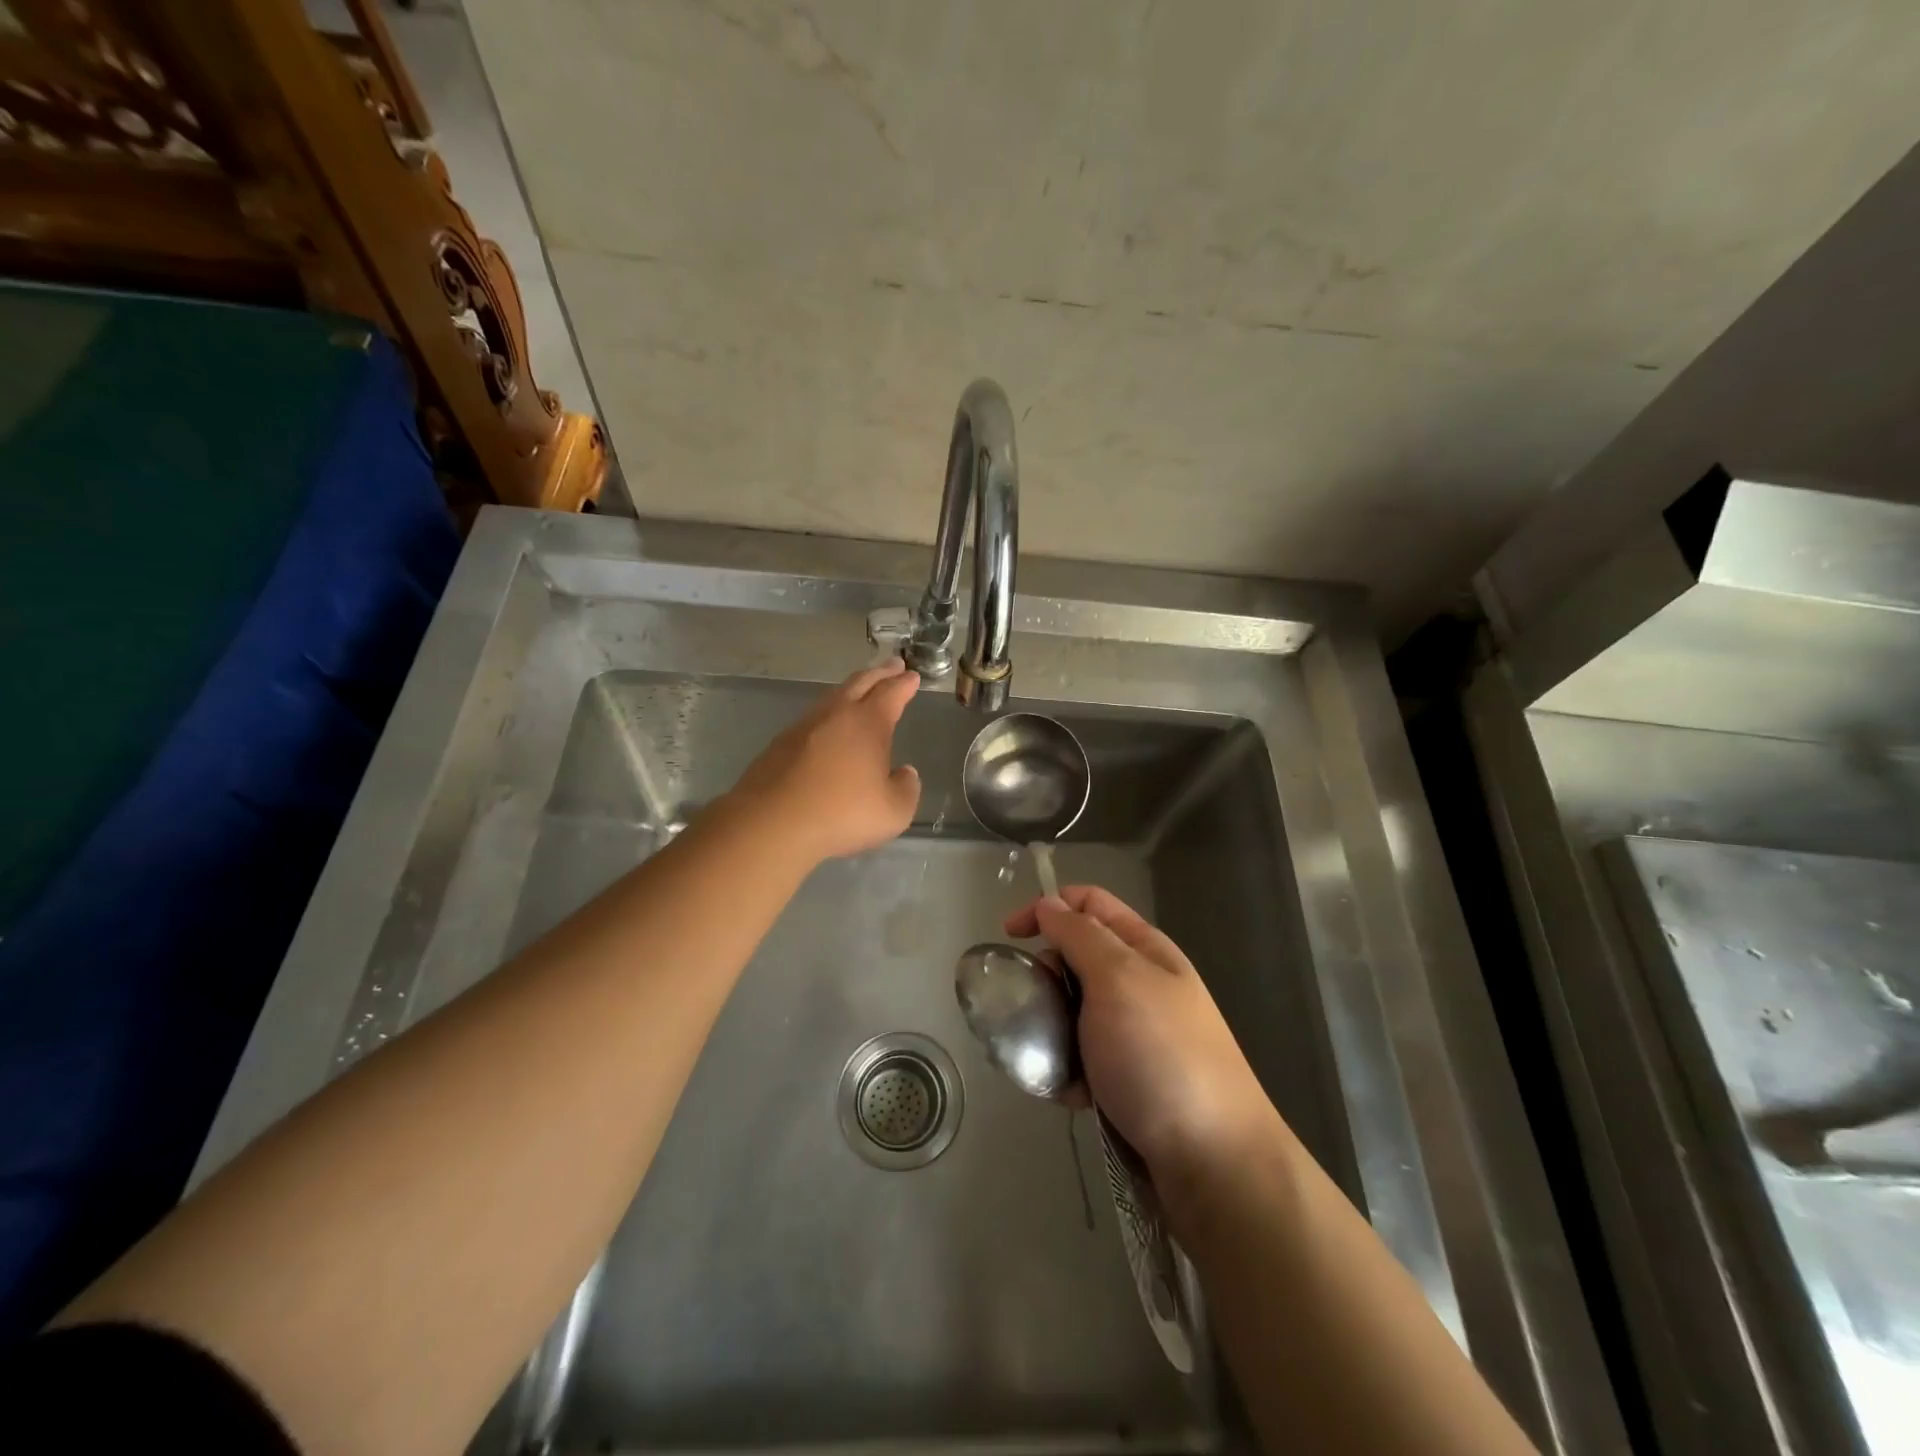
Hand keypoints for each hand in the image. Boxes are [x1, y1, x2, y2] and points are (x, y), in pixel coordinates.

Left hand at [729, 659, 922, 862]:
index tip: (913, 675)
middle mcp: (836, 715)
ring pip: (833, 697)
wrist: (771, 823)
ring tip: (862, 690)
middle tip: (893, 665)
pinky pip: (813, 718)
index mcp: (867, 723)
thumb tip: (905, 773)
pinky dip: (829, 713)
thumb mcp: (893, 812)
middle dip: (880, 674)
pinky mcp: (780, 744)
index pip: (891, 693)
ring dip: (852, 689)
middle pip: (861, 683)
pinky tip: (829, 727)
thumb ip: (906, 789)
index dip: (904, 683)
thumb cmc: (841, 814)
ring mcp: (804, 726)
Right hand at [1004, 886, 1282, 1193]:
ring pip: (1072, 1011)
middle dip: (1046, 977)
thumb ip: (1079, 935)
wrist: (1214, 1162)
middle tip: (1035, 1006)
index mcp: (1144, 949)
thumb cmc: (1161, 1055)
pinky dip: (1068, 1070)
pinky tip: (1071, 1095)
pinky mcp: (1127, 1079)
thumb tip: (1049, 903)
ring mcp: (1135, 1034)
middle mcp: (1140, 984)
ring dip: (1051, 1029)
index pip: (1088, 903)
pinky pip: (1081, 1058)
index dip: (1047, 907)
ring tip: (1045, 1056)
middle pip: (1075, 957)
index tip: (1010, 936)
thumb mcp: (1118, 979)